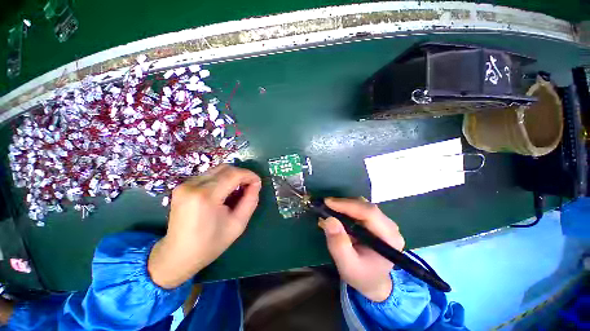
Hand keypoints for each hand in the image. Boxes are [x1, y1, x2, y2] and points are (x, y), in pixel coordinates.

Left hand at [148, 164, 261, 288]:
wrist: (177, 256)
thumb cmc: (211, 244)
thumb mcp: (238, 224)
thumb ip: (251, 200)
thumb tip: (256, 183)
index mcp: (206, 197)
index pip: (233, 174)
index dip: (249, 175)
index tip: (258, 183)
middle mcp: (192, 186)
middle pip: (225, 168)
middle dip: (241, 174)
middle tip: (249, 187)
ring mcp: (184, 185)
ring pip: (217, 170)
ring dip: (231, 176)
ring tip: (237, 190)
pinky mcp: (182, 186)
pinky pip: (208, 175)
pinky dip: (221, 179)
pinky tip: (223, 192)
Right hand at [319, 197, 404, 301]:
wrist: (373, 281)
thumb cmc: (362, 276)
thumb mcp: (347, 266)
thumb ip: (339, 245)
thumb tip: (329, 220)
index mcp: (389, 238)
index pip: (369, 213)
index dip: (347, 205)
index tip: (328, 203)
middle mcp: (390, 226)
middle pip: (366, 206)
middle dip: (344, 203)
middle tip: (325, 205)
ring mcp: (384, 222)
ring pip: (363, 204)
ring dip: (344, 204)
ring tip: (329, 209)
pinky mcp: (376, 220)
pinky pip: (360, 207)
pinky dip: (346, 207)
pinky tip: (337, 212)